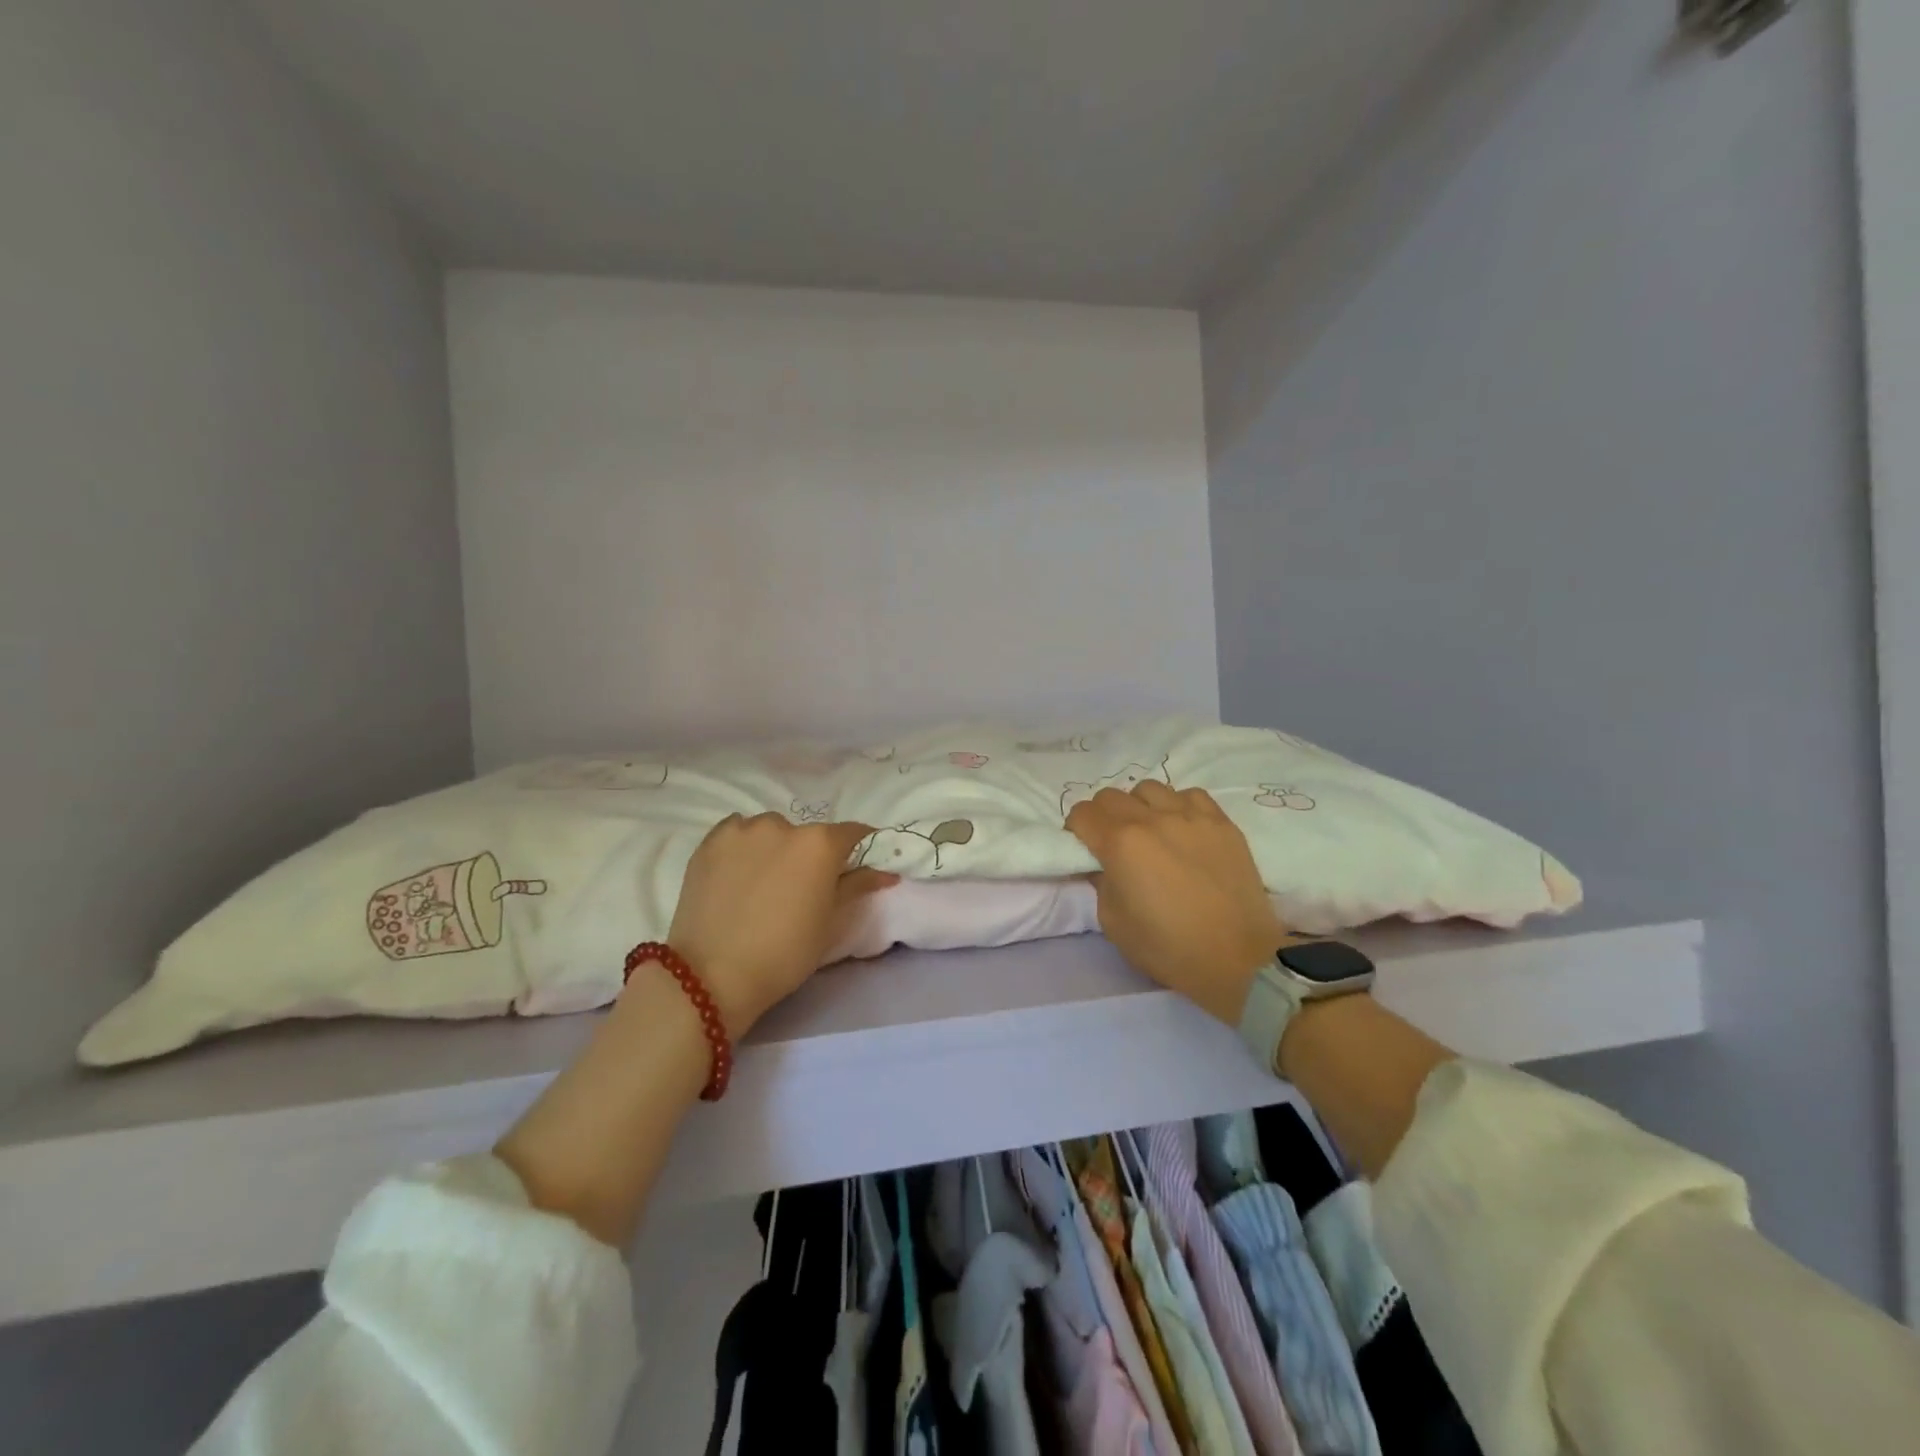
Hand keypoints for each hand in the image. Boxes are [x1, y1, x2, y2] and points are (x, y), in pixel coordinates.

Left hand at [667, 813, 895, 1036]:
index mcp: (820, 844)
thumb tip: (885, 872)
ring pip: (769, 831)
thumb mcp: (830, 923)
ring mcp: (743, 830)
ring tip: (763, 882)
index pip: (852, 833)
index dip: (858, 847)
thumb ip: (857, 887)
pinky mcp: (710, 841)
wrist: (713, 974)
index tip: (855, 865)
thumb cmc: (785, 953)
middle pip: (807, 834)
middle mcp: (783, 825)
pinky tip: (737, 874)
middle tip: (801, 887)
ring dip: (774, 848)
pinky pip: (736, 833)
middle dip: (810, 854)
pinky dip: (743, 847)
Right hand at [1066, 781, 1287, 1024]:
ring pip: (1149, 789)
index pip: (1082, 813)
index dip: (1076, 830)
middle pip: (1110, 796)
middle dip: (1102, 816)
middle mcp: (1153, 818)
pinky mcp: (1222, 822)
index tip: (1084, 849)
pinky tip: (1182, 829)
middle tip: (1112, 843)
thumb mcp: (1113, 923)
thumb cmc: (1168, 947)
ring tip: (1150, 832)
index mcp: (1120, 843)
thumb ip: (1099, 883)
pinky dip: (1177, 806)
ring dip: (1139, 807)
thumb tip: (1101, 864)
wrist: (1238, 959)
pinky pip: (1189, 795)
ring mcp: (1191, 816)